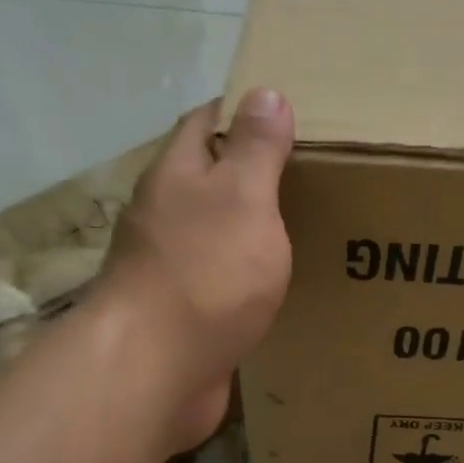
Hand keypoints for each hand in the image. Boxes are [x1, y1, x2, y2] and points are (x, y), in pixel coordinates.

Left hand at [98, 89, 294, 451]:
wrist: (153, 370)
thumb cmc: (204, 272)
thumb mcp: (242, 197)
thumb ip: (256, 147)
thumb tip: (263, 91)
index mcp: (177, 176)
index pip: (206, 123)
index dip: (242, 110)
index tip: (287, 111)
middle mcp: (165, 215)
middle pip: (209, 178)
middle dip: (251, 170)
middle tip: (310, 170)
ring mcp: (169, 265)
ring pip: (215, 230)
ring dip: (249, 224)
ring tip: (304, 222)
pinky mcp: (181, 311)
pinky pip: (220, 278)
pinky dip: (247, 272)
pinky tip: (278, 281)